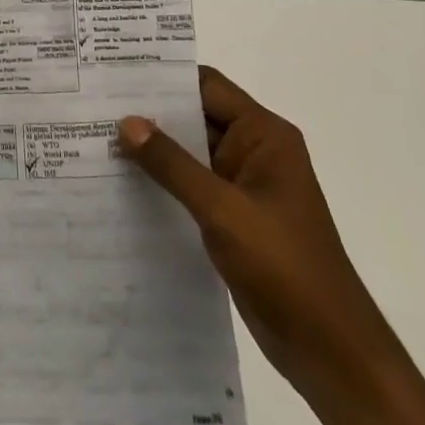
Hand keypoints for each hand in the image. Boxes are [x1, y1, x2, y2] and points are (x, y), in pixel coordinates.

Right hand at [119, 68, 412, 417]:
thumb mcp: (223, 210)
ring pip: (189, 151)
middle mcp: (254, 150)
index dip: (163, 77)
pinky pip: (191, 184)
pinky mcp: (234, 216)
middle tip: (93, 103)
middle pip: (195, 115)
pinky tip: (122, 181)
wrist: (331, 352)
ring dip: (152, 148)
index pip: (206, 86)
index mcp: (264, 135)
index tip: (114, 72)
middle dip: (149, 112)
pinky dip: (162, 180)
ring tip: (96, 136)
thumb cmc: (285, 268)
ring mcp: (244, 185)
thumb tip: (126, 121)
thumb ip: (172, 164)